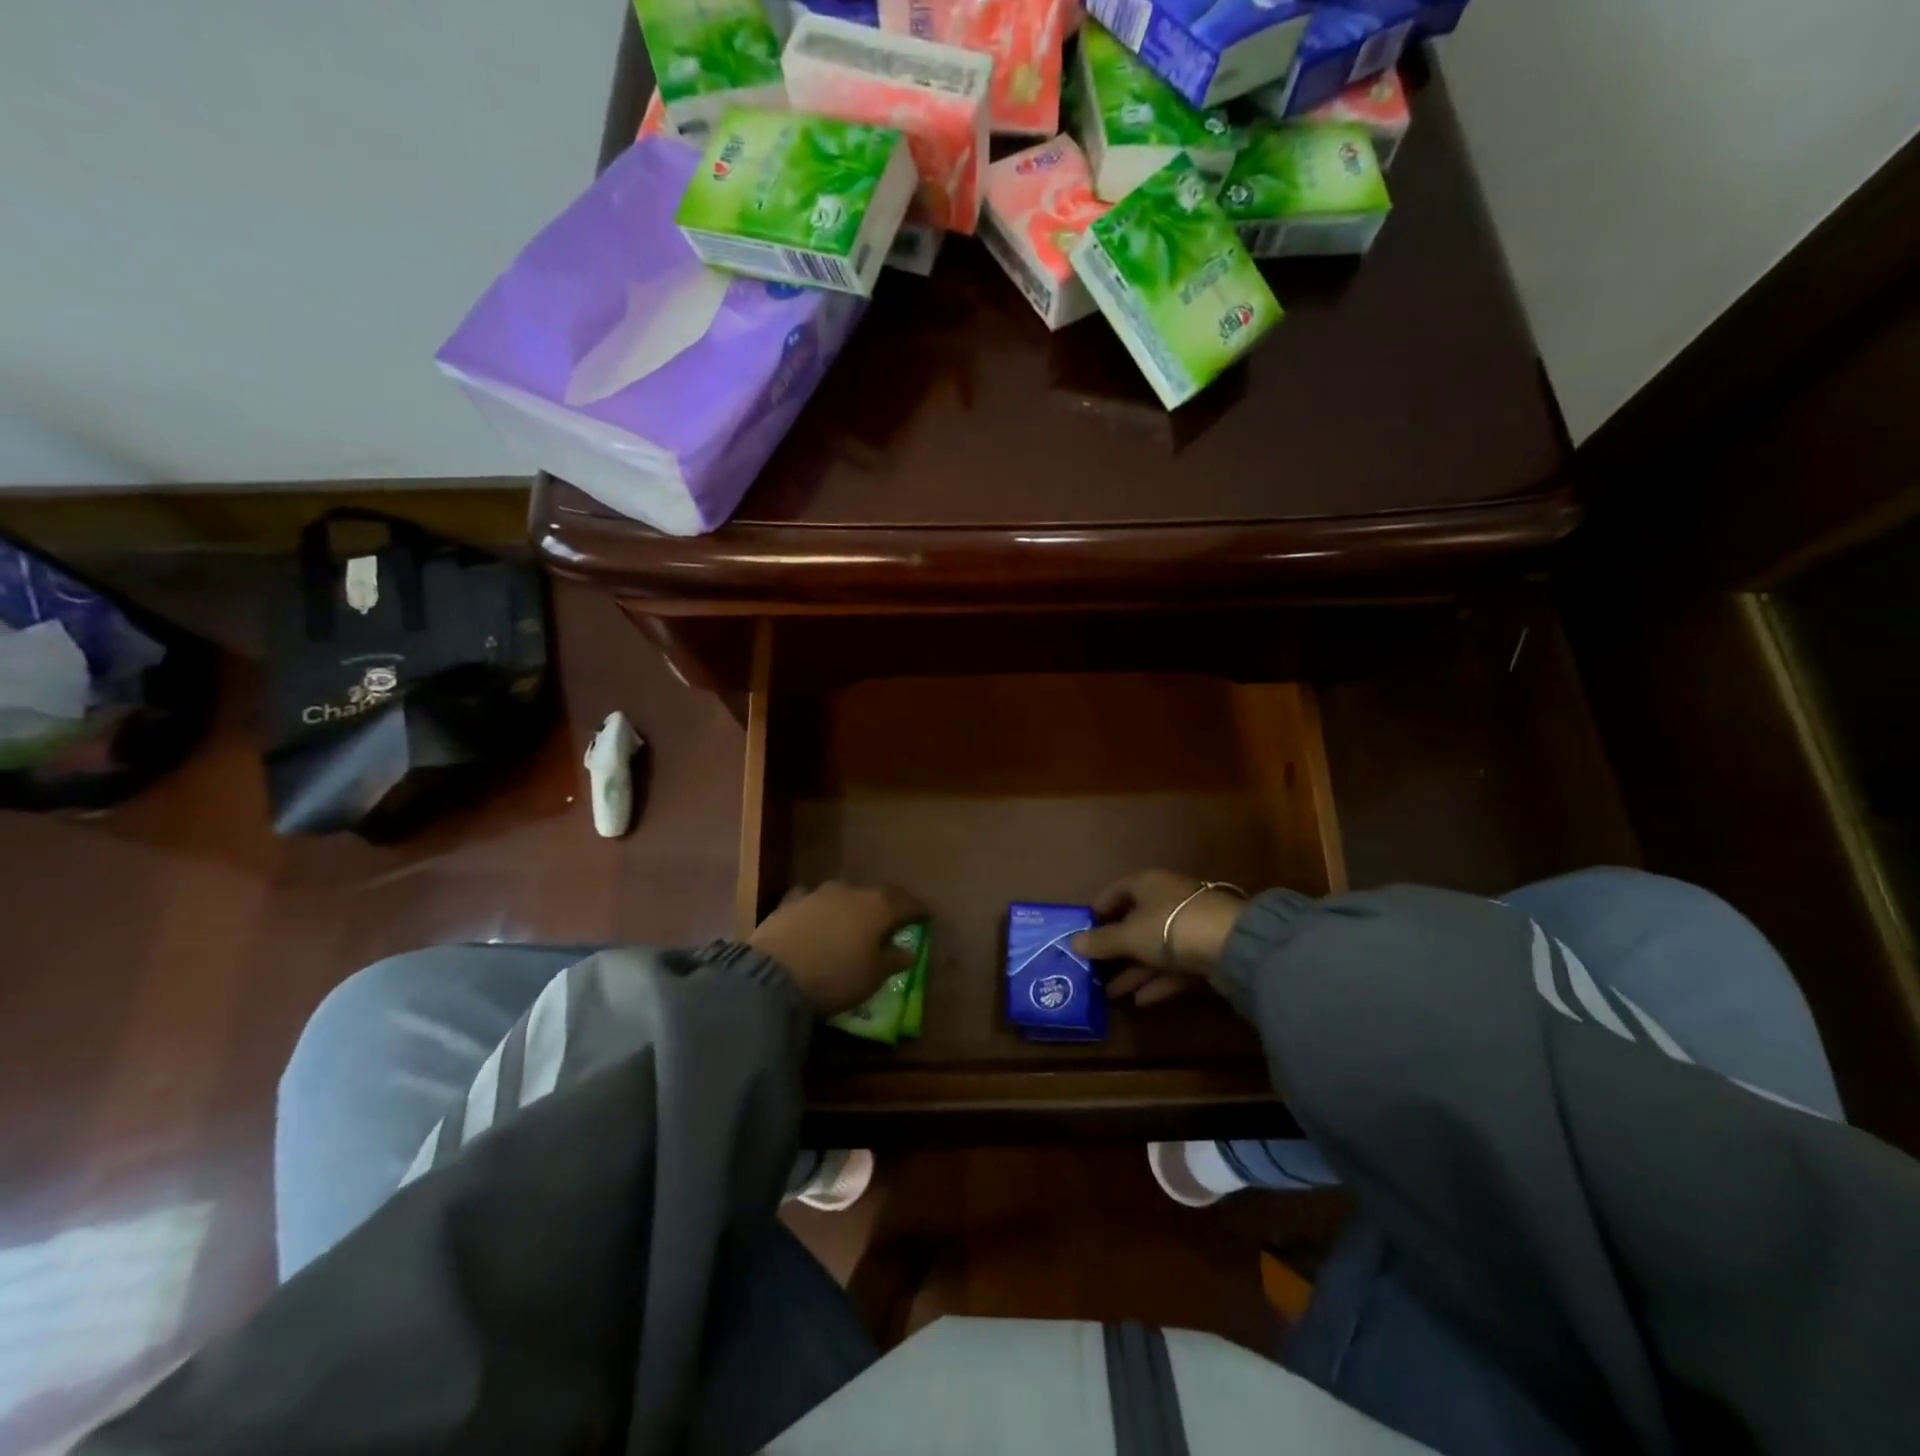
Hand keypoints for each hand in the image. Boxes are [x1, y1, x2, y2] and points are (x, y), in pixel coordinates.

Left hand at [748, 880, 927, 1016]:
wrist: (773, 974)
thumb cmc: (836, 976)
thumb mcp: (873, 977)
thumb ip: (893, 961)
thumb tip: (908, 952)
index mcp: (878, 906)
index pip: (906, 902)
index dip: (917, 910)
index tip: (925, 917)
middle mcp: (850, 891)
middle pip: (874, 896)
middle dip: (882, 908)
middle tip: (887, 924)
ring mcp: (817, 893)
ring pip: (842, 896)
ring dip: (849, 908)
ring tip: (850, 926)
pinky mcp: (789, 903)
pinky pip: (811, 903)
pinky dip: (818, 912)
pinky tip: (815, 923)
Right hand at [1071, 869, 1243, 1006]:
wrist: (1232, 944)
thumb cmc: (1169, 926)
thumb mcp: (1129, 935)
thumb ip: (1102, 941)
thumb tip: (1073, 942)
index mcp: (1146, 884)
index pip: (1115, 891)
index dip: (1097, 909)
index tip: (1081, 930)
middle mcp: (1166, 900)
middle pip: (1134, 923)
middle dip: (1114, 948)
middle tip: (1092, 968)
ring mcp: (1187, 926)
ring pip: (1153, 948)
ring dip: (1133, 971)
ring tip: (1109, 993)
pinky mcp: (1204, 952)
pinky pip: (1172, 966)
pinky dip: (1156, 981)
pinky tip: (1138, 1001)